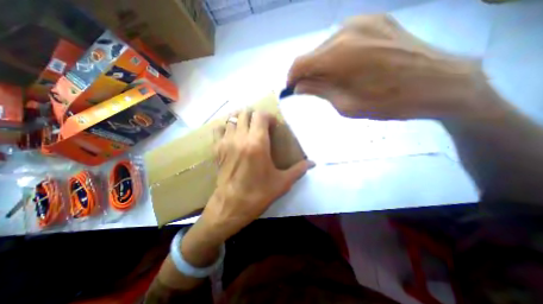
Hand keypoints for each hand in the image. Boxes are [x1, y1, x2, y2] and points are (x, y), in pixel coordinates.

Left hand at [199, 110, 311, 243]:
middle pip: (245, 113)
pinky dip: (226, 127)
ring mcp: (226, 142)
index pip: (261, 115)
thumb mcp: (282, 182)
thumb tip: (313, 163)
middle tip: (261, 126)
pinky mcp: (216, 149)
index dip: (268, 117)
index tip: (273, 126)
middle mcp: (240, 138)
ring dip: (241, 119)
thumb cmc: (258, 194)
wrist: (231, 207)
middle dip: (255, 116)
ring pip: (232, 118)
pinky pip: (218, 129)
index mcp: (257, 143)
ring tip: (248, 128)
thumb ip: (299, 170)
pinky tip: (233, 134)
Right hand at [285, 13, 496, 119]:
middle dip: (308, 73)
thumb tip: (298, 86)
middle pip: (313, 54)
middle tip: (313, 90)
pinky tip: (348, 68)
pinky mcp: (377, 20)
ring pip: (327, 47)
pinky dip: (338, 55)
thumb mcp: (346, 105)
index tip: (292, 89)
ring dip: (323, 65)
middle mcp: (346, 31)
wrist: (440, 83)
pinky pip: (344, 39)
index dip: (292, 77)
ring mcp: (364, 21)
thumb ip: (319, 91)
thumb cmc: (388, 102)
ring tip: (333, 82)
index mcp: (338, 55)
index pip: (300, 63)